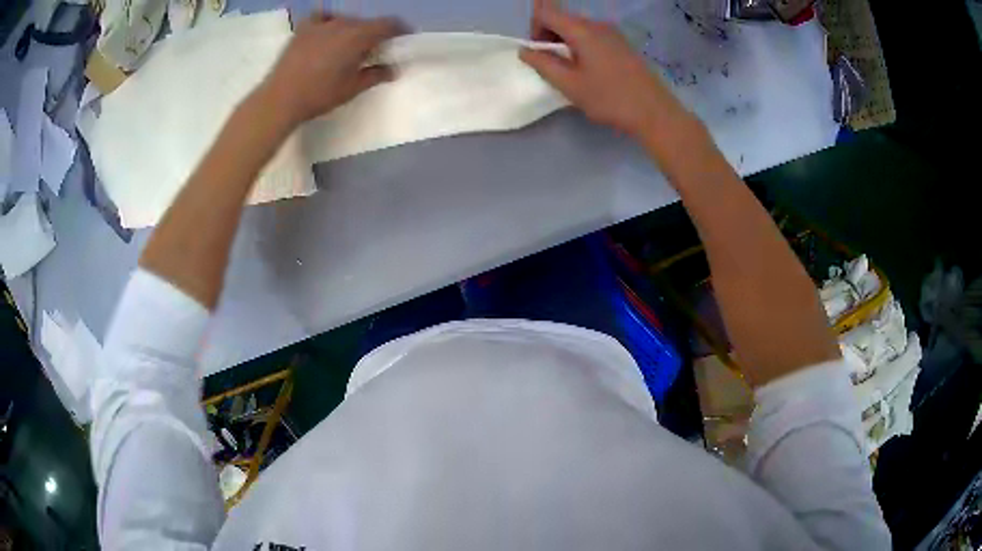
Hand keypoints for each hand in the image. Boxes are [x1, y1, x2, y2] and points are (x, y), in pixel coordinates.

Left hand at [260, 12, 406, 128]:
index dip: (400, 29)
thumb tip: (393, 69)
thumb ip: (376, 75)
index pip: (388, 24)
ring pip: (345, 20)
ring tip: (347, 46)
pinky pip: (322, 17)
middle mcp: (342, 24)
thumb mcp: (352, 88)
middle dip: (374, 34)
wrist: (281, 99)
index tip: (403, 38)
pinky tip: (327, 32)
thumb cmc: (319, 95)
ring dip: (352, 30)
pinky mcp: (303, 29)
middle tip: (373, 51)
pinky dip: (329, 21)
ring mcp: (321, 24)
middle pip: (366, 23)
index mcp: (358, 36)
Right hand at [519, 1, 692, 139]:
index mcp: (582, 30)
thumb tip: (525, 50)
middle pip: (562, 18)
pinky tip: (590, 70)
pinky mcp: (623, 44)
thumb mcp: (570, 85)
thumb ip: (543, 64)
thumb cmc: (610, 99)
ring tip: (572, 71)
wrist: (655, 112)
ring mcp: (613, 33)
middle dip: (549, 36)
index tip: (540, 52)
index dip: (534, 28)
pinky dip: (583, 46)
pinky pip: (593, 36)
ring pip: (578, 28)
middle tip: (552, 65)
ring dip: (566, 43)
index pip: (545, 12)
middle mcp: (597, 24)